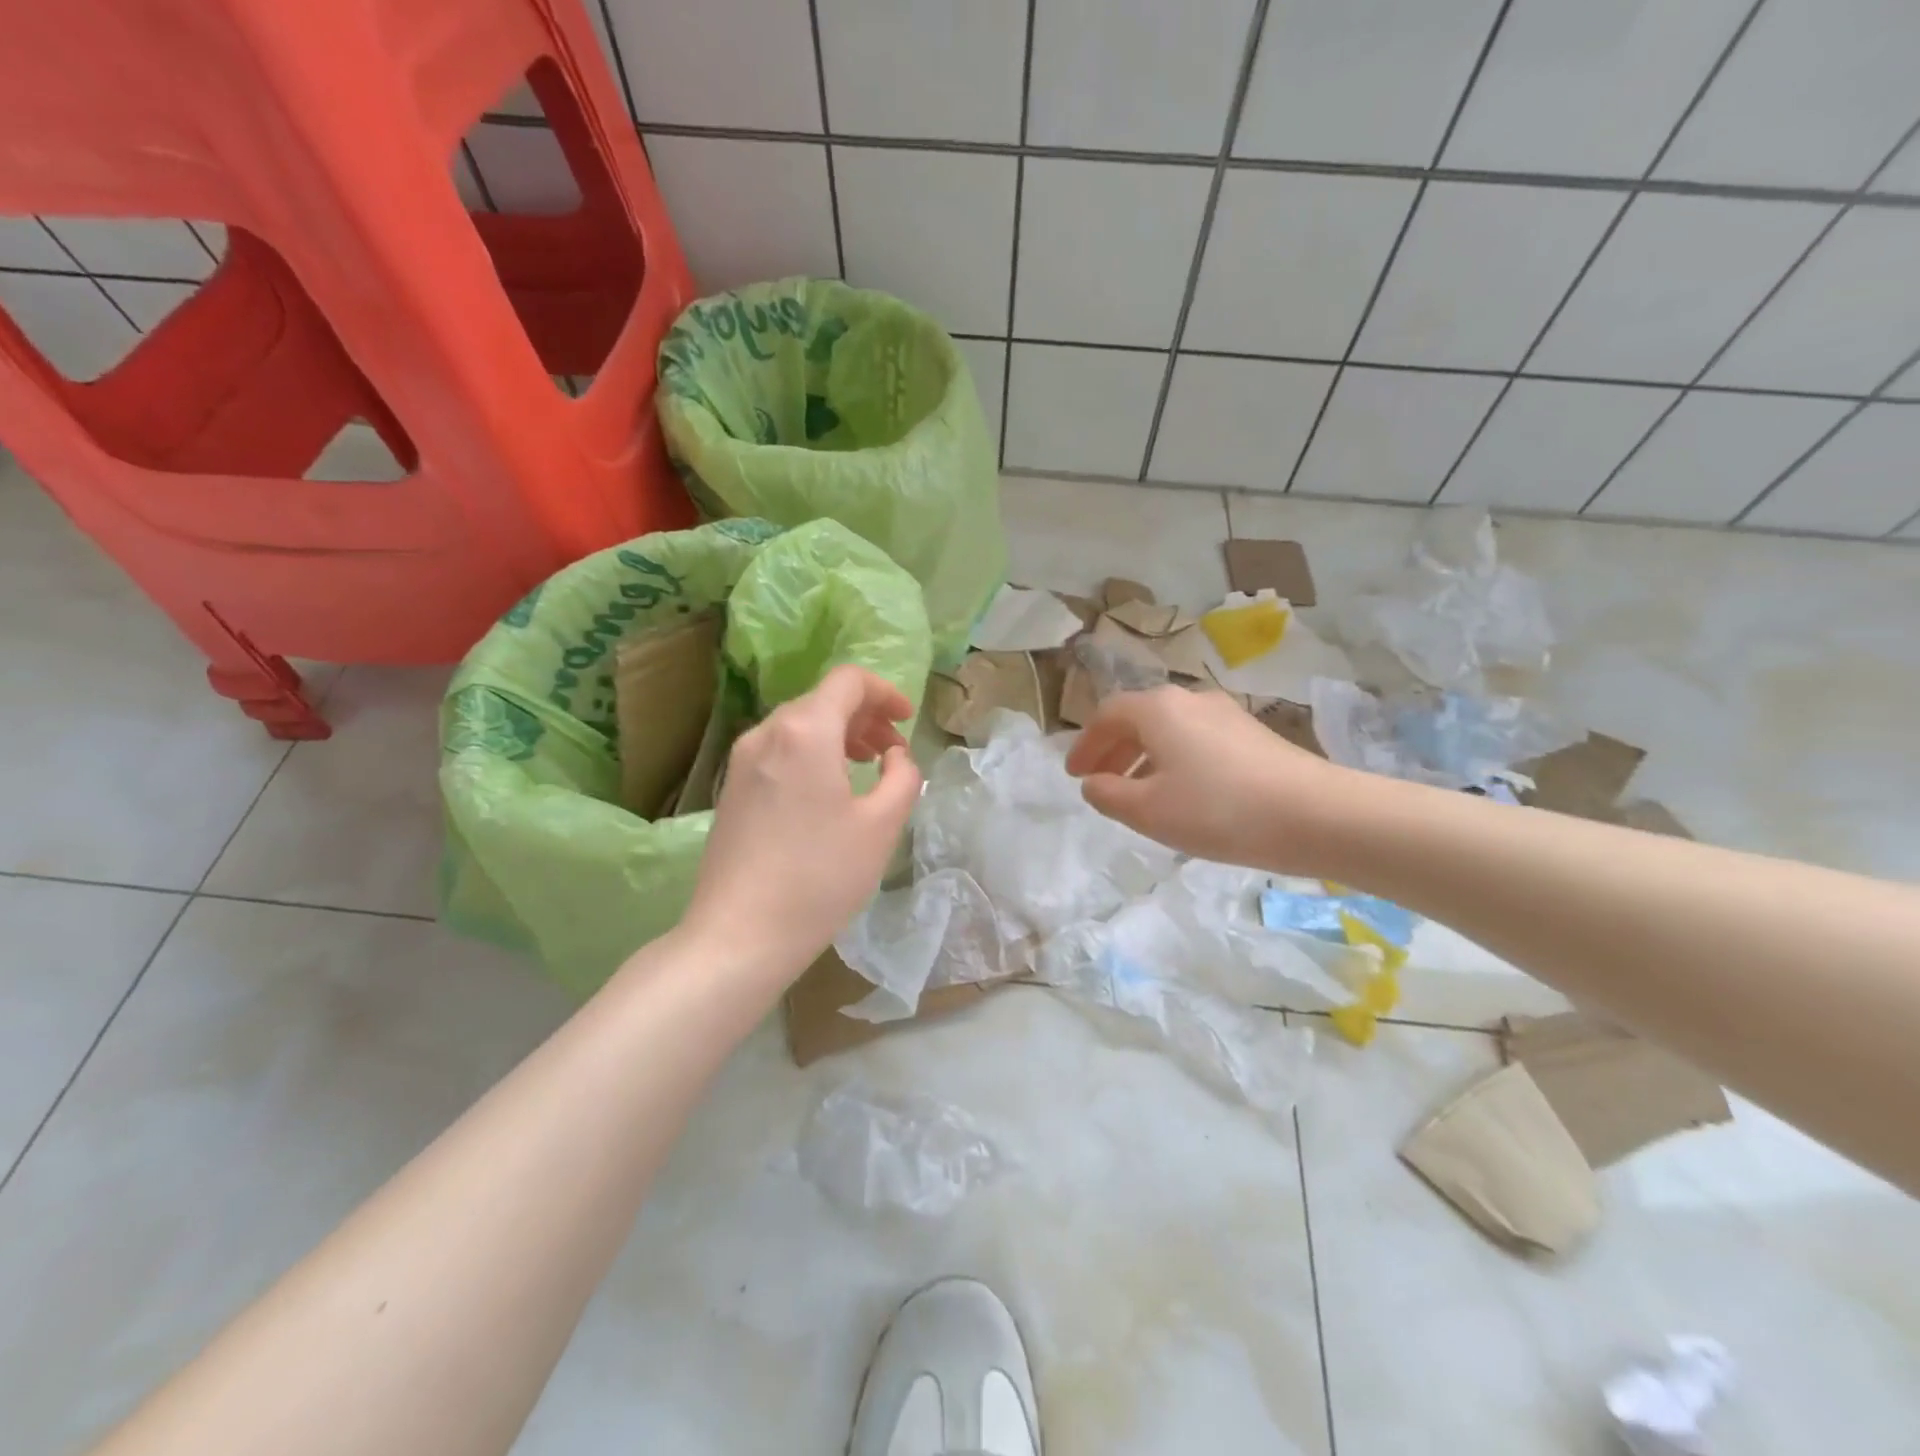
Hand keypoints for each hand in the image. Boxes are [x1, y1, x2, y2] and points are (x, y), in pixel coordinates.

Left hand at [681, 664, 921, 978]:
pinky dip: (812, 753)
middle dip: (864, 716)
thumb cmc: (820, 877)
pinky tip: (827, 791)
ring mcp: (742, 760)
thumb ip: (903, 776)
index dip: (885, 692)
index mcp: (805, 730)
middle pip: (822, 699)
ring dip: (839, 735)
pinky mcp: (731, 787)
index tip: (907, 721)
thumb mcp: (882, 825)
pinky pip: (779, 750)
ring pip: (799, 725)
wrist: (739, 935)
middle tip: (892, 750)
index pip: (848, 681)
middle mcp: (767, 732)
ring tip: (865, 768)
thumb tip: (894, 756)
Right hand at [1065, 686, 1349, 874]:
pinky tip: (1183, 795)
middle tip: (1100, 782)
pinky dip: (1175, 761)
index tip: (1074, 775)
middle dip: (1113, 750)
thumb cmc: (1218, 809)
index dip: (1085, 745)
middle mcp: (1190, 700)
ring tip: (1138, 794)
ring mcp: (1226, 713)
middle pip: (1139, 718)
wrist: (1315, 814)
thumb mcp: (1148, 811)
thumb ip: (1109, 794)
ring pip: (1170, 730)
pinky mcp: (1253, 734)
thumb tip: (1093, 782)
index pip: (1107, 715)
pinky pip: (1197, 741)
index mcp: (1158, 708)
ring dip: (1144, 757)